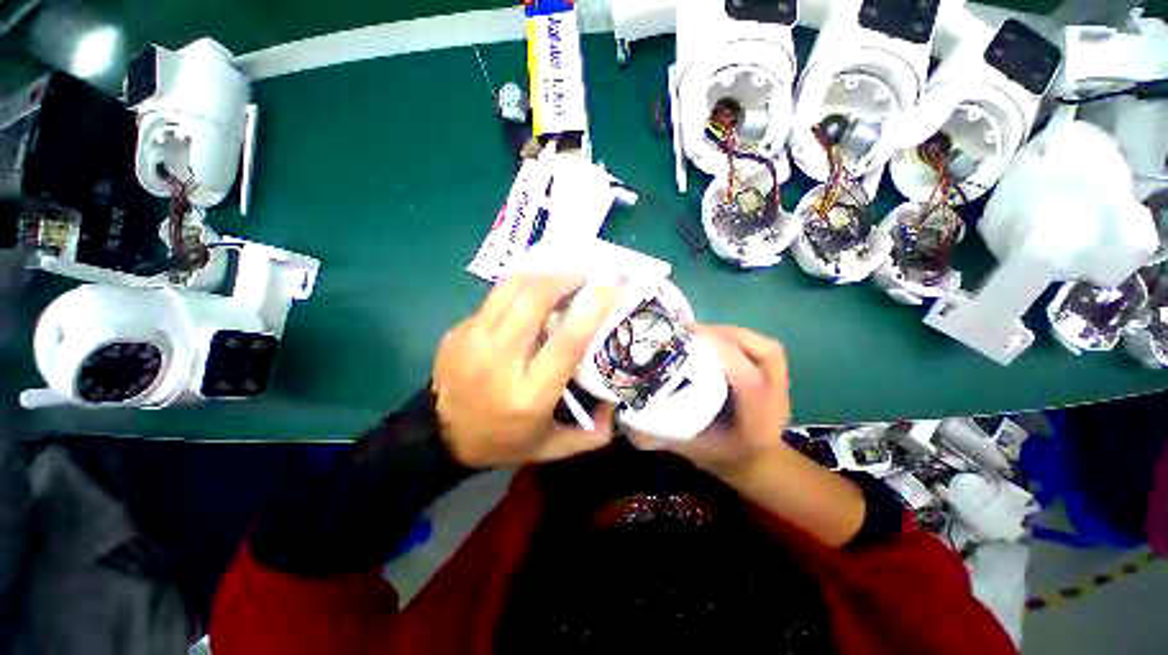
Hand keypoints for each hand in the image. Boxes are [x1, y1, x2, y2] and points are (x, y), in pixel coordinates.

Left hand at [433, 275, 622, 467]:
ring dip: (543, 275)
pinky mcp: (459, 329)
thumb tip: (617, 406)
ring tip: (562, 278)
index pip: (567, 341)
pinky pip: (496, 296)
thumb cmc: (501, 441)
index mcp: (529, 394)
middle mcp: (499, 361)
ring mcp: (473, 339)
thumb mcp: (549, 448)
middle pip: (535, 301)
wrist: (439, 437)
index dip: (594, 308)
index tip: (614, 285)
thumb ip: (590, 434)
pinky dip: (521, 287)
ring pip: (512, 287)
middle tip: (586, 276)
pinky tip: (532, 295)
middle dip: (566, 279)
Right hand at [628, 325, 791, 475]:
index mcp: (756, 424)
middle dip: (719, 336)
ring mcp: (781, 384)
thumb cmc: (718, 454)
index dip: (720, 353)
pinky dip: (735, 335)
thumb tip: (622, 411)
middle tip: (684, 333)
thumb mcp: (686, 448)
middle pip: (760, 354)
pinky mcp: (775, 371)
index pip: (748, 381)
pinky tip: (711, 338)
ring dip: (727, 333)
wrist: (753, 459)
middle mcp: (777, 400)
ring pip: (761, 344)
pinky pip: (759, 343)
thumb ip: (656, 433)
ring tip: (696, 333)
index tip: (684, 338)